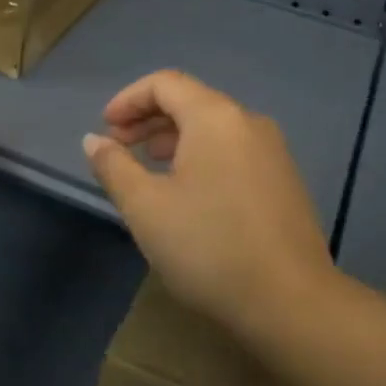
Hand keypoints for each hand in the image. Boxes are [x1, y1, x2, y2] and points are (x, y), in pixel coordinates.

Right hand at [83, 71, 334, 338]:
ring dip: (174, 139)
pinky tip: (188, 193)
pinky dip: (202, 156)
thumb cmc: (209, 246)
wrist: (291, 302)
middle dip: (148, 120)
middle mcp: (248, 122)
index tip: (105, 128)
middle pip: (191, 101)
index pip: (165, 83)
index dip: (128, 99)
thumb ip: (114, 167)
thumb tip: (94, 140)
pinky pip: (233, 150)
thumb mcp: (146, 207)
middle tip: (119, 148)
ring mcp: (273, 151)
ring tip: (149, 170)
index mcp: (215, 117)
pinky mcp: (284, 180)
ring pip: (213, 128)